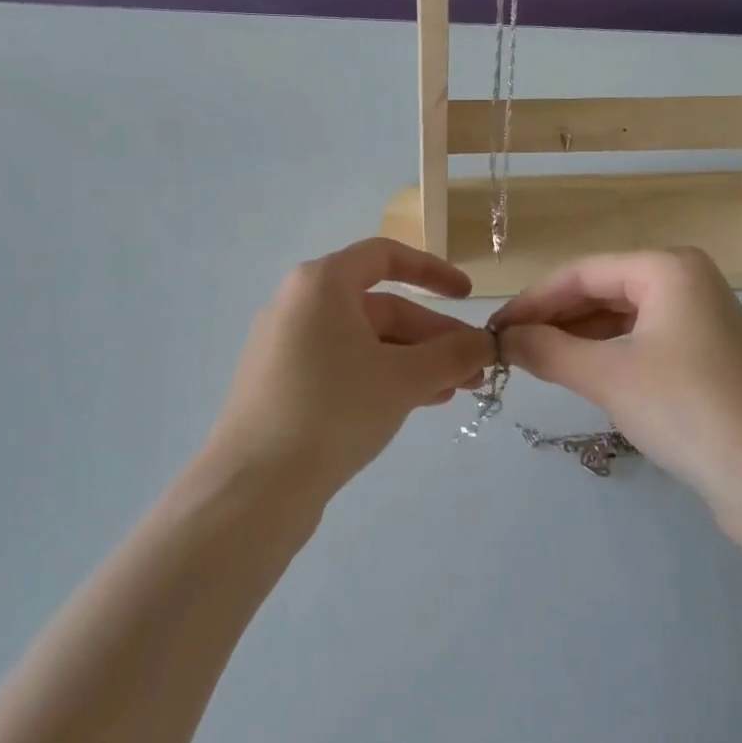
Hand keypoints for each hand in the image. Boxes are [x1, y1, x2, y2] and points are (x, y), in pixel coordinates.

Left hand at [205, 239, 494, 502]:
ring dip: (414, 361)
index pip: (386, 256)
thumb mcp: (403, 379)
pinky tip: (416, 403)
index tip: (469, 296)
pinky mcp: (284, 383)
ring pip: (366, 342)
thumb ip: (451, 355)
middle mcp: (301, 304)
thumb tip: (487, 343)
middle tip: (474, 367)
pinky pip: (344, 366)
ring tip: (455, 391)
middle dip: (432, 336)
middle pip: (381, 306)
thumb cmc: (333, 411)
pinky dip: (382, 377)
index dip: (433, 271)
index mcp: (322, 284)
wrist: (254, 486)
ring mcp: (288, 346)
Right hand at [493, 249, 741, 512]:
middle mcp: (686, 281)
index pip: (582, 272)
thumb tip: (502, 338)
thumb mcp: (606, 376)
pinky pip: (641, 341)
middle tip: (509, 349)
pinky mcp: (704, 356)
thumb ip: (546, 349)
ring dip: (576, 338)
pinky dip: (605, 354)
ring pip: (620, 318)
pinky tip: (579, 374)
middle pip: (601, 290)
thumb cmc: (687, 409)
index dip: (533, 300)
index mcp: (668, 267)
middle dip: (554, 319)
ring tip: (535, 362)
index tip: (494, 329)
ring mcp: (699, 320)